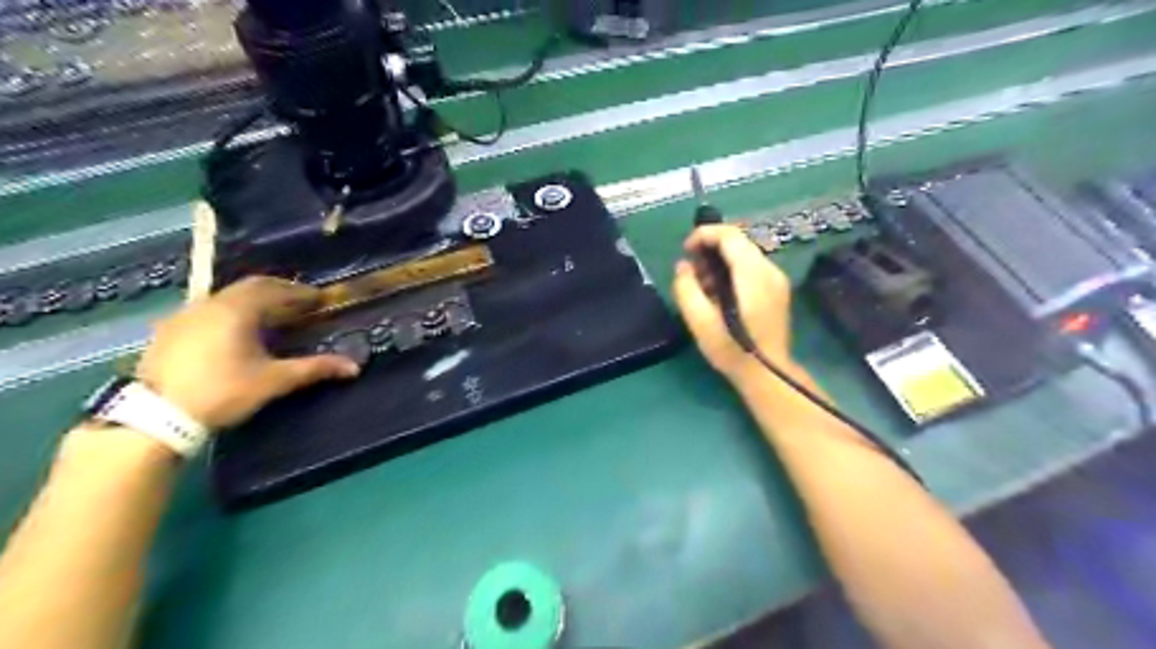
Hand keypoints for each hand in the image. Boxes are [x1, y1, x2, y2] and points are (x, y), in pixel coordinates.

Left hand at [134, 275, 358, 431]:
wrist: (154, 416)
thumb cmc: (223, 392)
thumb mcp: (274, 380)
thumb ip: (314, 368)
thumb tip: (354, 366)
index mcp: (238, 309)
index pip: (276, 290)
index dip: (301, 293)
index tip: (320, 299)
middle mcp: (210, 303)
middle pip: (250, 287)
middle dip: (278, 291)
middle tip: (300, 303)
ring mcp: (185, 315)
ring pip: (226, 297)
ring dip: (253, 300)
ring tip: (271, 315)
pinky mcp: (169, 331)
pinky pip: (208, 309)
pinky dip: (230, 311)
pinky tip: (234, 331)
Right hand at [674, 224, 799, 384]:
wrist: (768, 375)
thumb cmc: (732, 350)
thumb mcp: (700, 322)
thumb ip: (686, 289)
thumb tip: (683, 267)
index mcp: (753, 274)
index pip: (730, 235)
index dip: (704, 234)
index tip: (685, 250)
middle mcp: (770, 270)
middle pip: (738, 242)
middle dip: (710, 248)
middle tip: (691, 270)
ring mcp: (777, 280)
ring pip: (745, 255)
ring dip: (720, 261)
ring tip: (702, 285)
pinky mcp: (777, 291)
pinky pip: (751, 268)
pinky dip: (732, 271)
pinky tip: (719, 294)